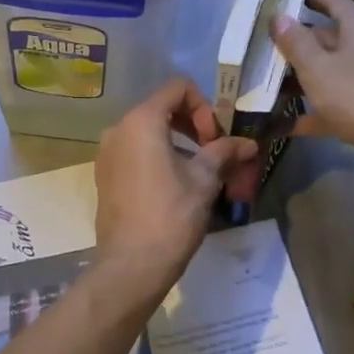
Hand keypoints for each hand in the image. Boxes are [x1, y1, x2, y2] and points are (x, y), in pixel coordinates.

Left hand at [94, 78, 257, 289]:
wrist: (132, 265)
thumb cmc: (171, 215)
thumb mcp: (204, 179)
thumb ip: (224, 152)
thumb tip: (248, 144)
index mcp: (141, 121)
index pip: (177, 88)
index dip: (204, 107)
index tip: (215, 139)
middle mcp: (118, 129)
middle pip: (161, 109)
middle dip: (193, 125)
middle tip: (214, 153)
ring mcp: (107, 153)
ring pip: (148, 133)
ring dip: (178, 143)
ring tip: (199, 172)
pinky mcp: (105, 176)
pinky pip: (135, 153)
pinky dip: (158, 158)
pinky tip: (176, 186)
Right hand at [270, 0, 353, 160]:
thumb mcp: (318, 67)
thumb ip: (296, 42)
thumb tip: (280, 16)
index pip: (335, 2)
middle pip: (328, 40)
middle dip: (297, 44)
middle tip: (263, 47)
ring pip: (329, 74)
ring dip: (300, 79)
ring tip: (266, 84)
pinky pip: (332, 106)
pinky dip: (310, 113)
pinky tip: (282, 124)